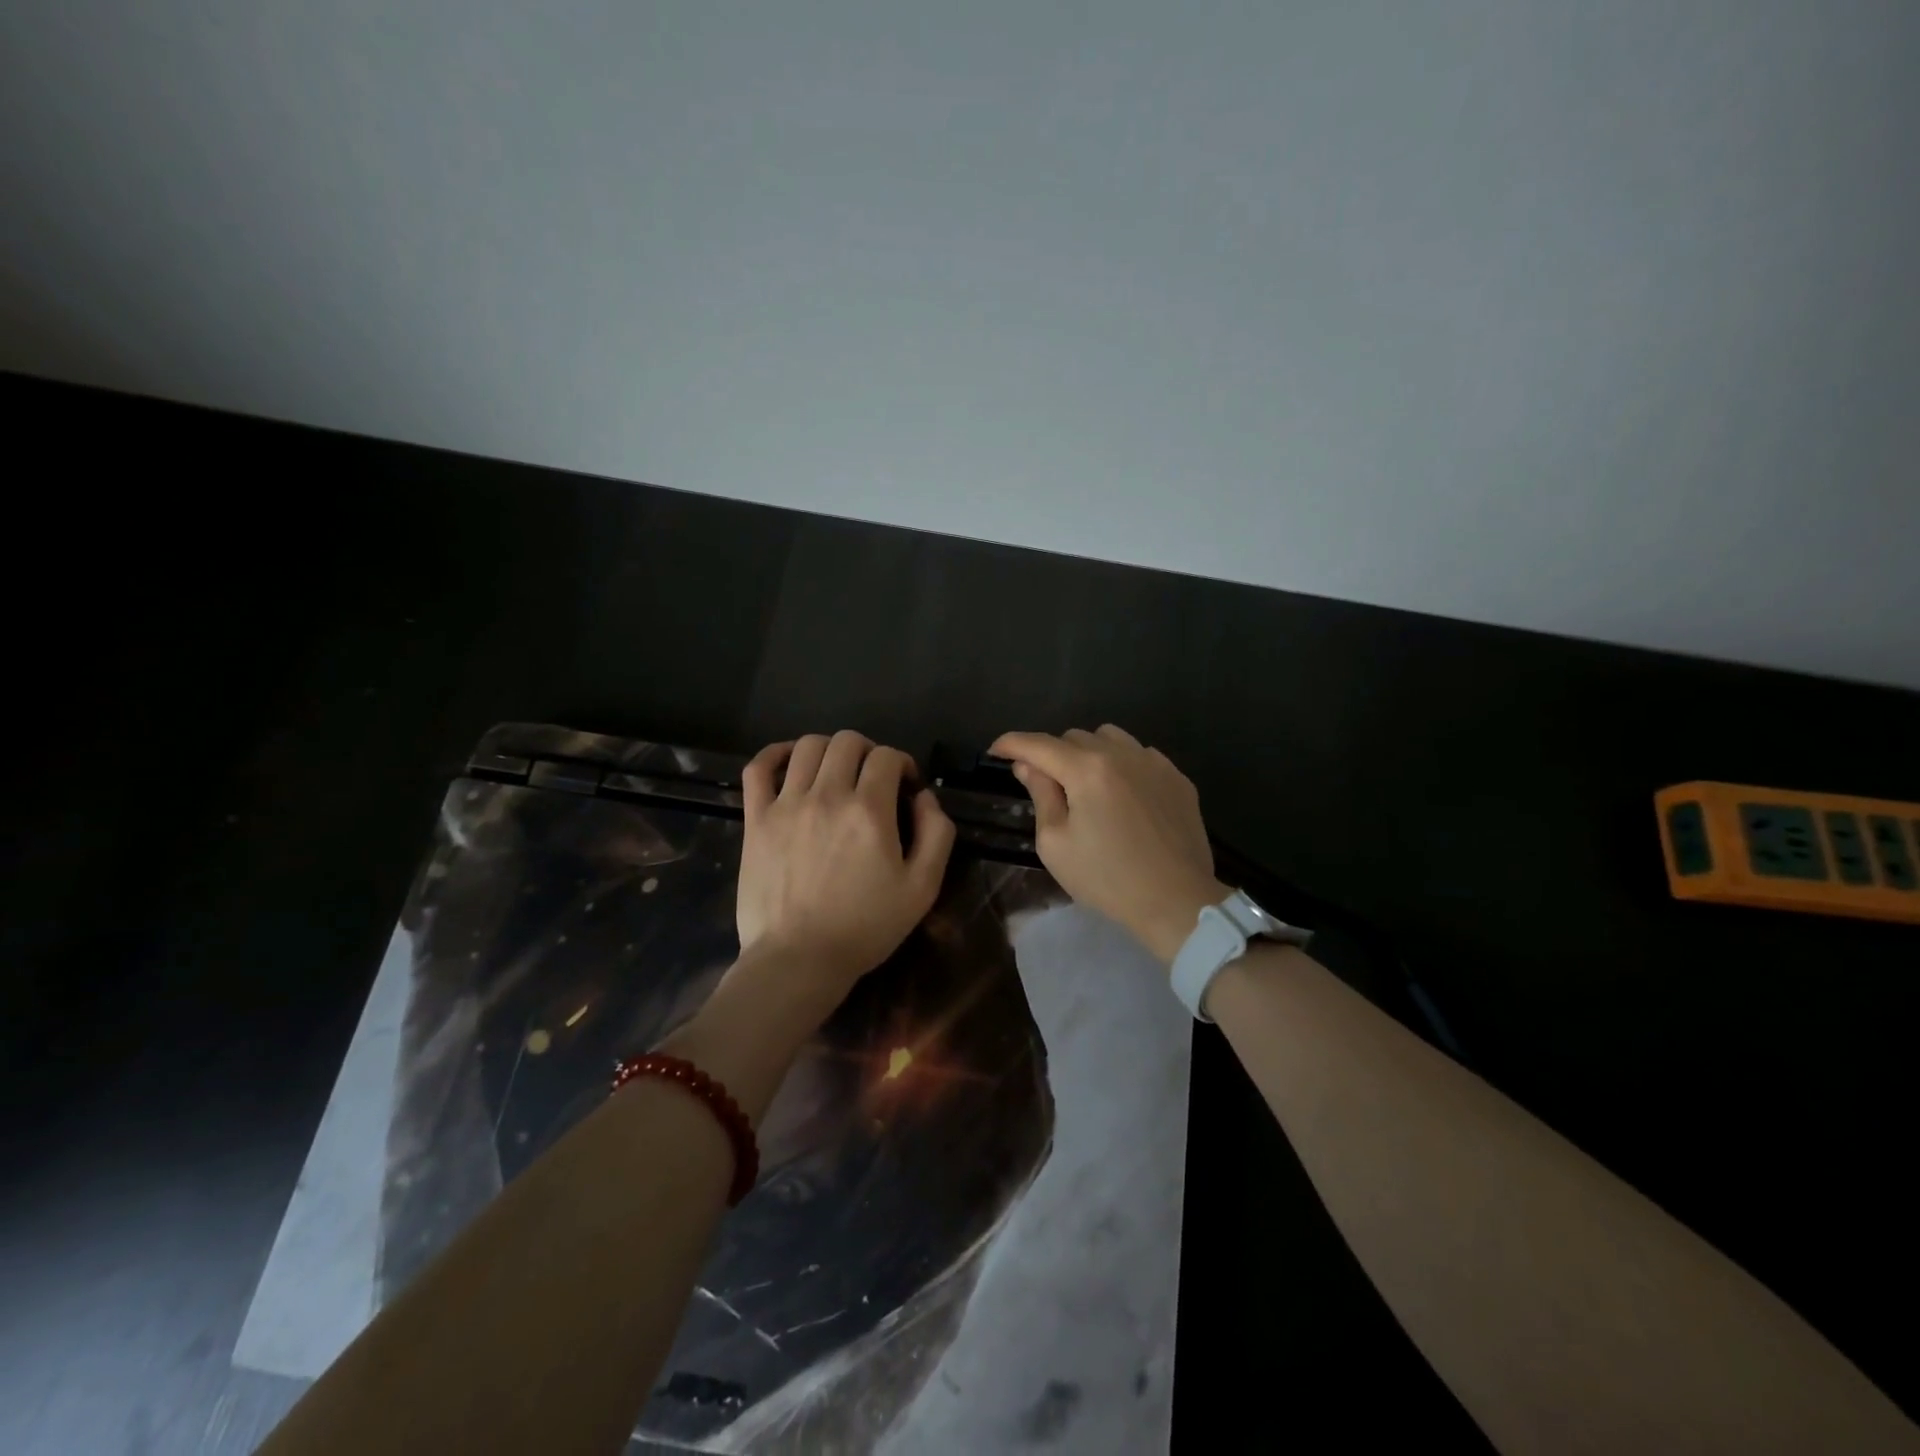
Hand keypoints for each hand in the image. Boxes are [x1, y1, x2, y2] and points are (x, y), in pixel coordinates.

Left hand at [735, 730, 956, 1001]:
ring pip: (807, 746)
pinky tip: (790, 763)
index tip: (906, 787)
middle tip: (874, 779)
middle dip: (869, 752)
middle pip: (848, 741)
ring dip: (830, 750)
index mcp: (869, 810)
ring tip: (836, 773)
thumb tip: (924, 797)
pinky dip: (775, 754)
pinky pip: (758, 768)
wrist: (799, 959)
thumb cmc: (865, 927)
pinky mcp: (756, 819)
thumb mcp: (922, 888)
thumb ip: (936, 833)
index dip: (903, 764)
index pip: (888, 757)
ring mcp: (786, 804)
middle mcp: (827, 795)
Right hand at [991, 725, 1226, 962]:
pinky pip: (1140, 755)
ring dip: (1088, 753)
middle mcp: (1122, 754)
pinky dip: (1122, 764)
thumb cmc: (1107, 879)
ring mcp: (1155, 763)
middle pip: (1074, 737)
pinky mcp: (1177, 778)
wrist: (1177, 902)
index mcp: (1087, 769)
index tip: (996, 751)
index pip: (1039, 744)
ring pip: (1110, 738)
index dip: (1012, 743)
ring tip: (1086, 786)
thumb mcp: (1056, 844)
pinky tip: (1123, 796)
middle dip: (1052, 754)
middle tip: (1047, 785)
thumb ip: (1041, 795)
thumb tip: (1028, 766)